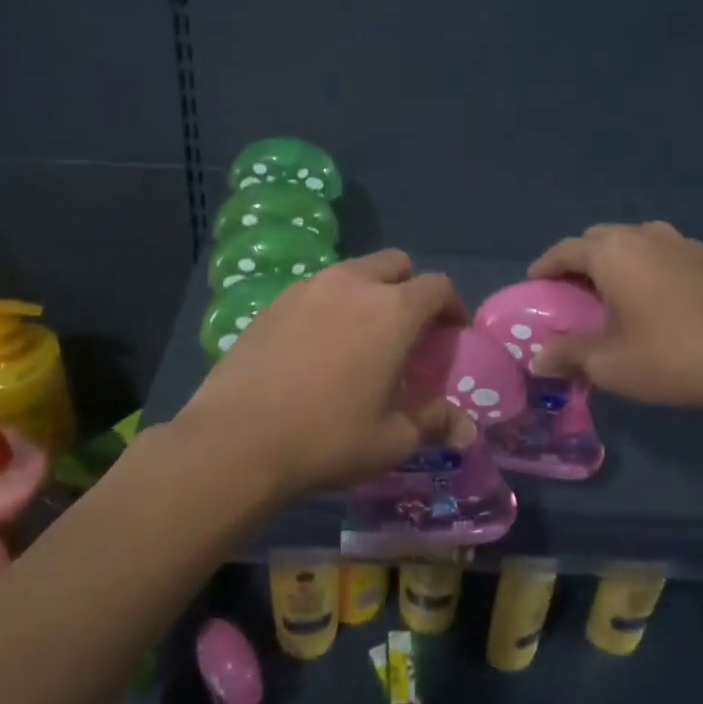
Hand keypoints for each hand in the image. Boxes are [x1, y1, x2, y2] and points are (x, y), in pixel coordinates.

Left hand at [172, 250, 467, 502]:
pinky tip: (317, 345)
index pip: (437, 286)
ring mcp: (308, 287)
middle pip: (395, 263)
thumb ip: (433, 422)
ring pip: (352, 272)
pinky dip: (330, 304)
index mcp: (392, 310)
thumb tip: (465, 428)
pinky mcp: (273, 301)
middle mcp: (352, 284)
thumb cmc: (328, 438)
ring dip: (368, 292)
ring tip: (360, 336)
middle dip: (409, 288)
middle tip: (406, 329)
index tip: (449, 334)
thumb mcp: (392, 440)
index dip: (451, 306)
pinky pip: (316, 289)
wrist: (238, 439)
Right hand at [527, 222, 702, 432]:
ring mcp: (686, 244)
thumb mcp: (608, 364)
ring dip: (620, 260)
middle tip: (574, 292)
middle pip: (601, 238)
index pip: (566, 250)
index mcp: (613, 252)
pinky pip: (670, 254)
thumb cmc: (669, 357)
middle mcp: (646, 236)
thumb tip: (538, 362)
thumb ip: (567, 356)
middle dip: (582, 260)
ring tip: (617, 291)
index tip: (534, 284)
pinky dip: (654, 268)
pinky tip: (661, 298)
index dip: (545, 266)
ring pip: (639, 241)